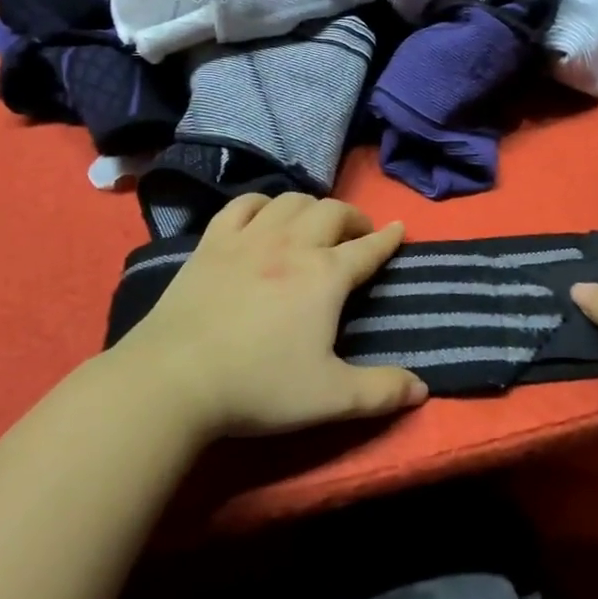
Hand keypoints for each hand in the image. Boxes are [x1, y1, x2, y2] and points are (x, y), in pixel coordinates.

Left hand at [118, 192, 427, 438]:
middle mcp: (292, 245)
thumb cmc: (258, 386)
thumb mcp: (330, 398)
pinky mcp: (212, 243)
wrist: (174, 379)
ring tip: (316, 222)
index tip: (399, 228)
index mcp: (325, 276)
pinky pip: (243, 205)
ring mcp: (249, 238)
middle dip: (353, 217)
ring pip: (291, 200)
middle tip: (359, 233)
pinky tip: (264, 215)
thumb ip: (381, 392)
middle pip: (332, 212)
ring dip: (312, 206)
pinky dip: (263, 203)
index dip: (388, 238)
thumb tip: (422, 389)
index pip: (368, 248)